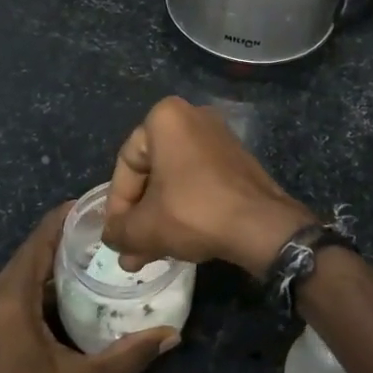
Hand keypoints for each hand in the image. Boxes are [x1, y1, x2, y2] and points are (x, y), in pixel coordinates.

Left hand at [0, 204, 178, 372]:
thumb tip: (172, 333)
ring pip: (22, 274)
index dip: (66, 218)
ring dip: (53, 261)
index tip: (98, 203)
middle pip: (30, 253)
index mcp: (11, 300)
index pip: (38, 241)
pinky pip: (16, 293)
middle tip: (107, 229)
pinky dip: (42, 284)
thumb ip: (129, 353)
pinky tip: (71, 292)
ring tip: (95, 253)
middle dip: (65, 237)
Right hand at [102, 96, 315, 276]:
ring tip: (146, 256)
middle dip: (138, 215)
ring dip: (158, 217)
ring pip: (174, 181)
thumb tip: (111, 236)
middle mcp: (193, 117)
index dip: (117, 205)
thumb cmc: (194, 212)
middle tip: (129, 249)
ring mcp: (219, 138)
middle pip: (152, 172)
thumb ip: (119, 230)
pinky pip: (198, 182)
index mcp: (166, 118)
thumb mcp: (145, 227)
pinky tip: (174, 243)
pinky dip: (184, 209)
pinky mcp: (237, 161)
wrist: (261, 226)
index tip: (116, 235)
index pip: (127, 164)